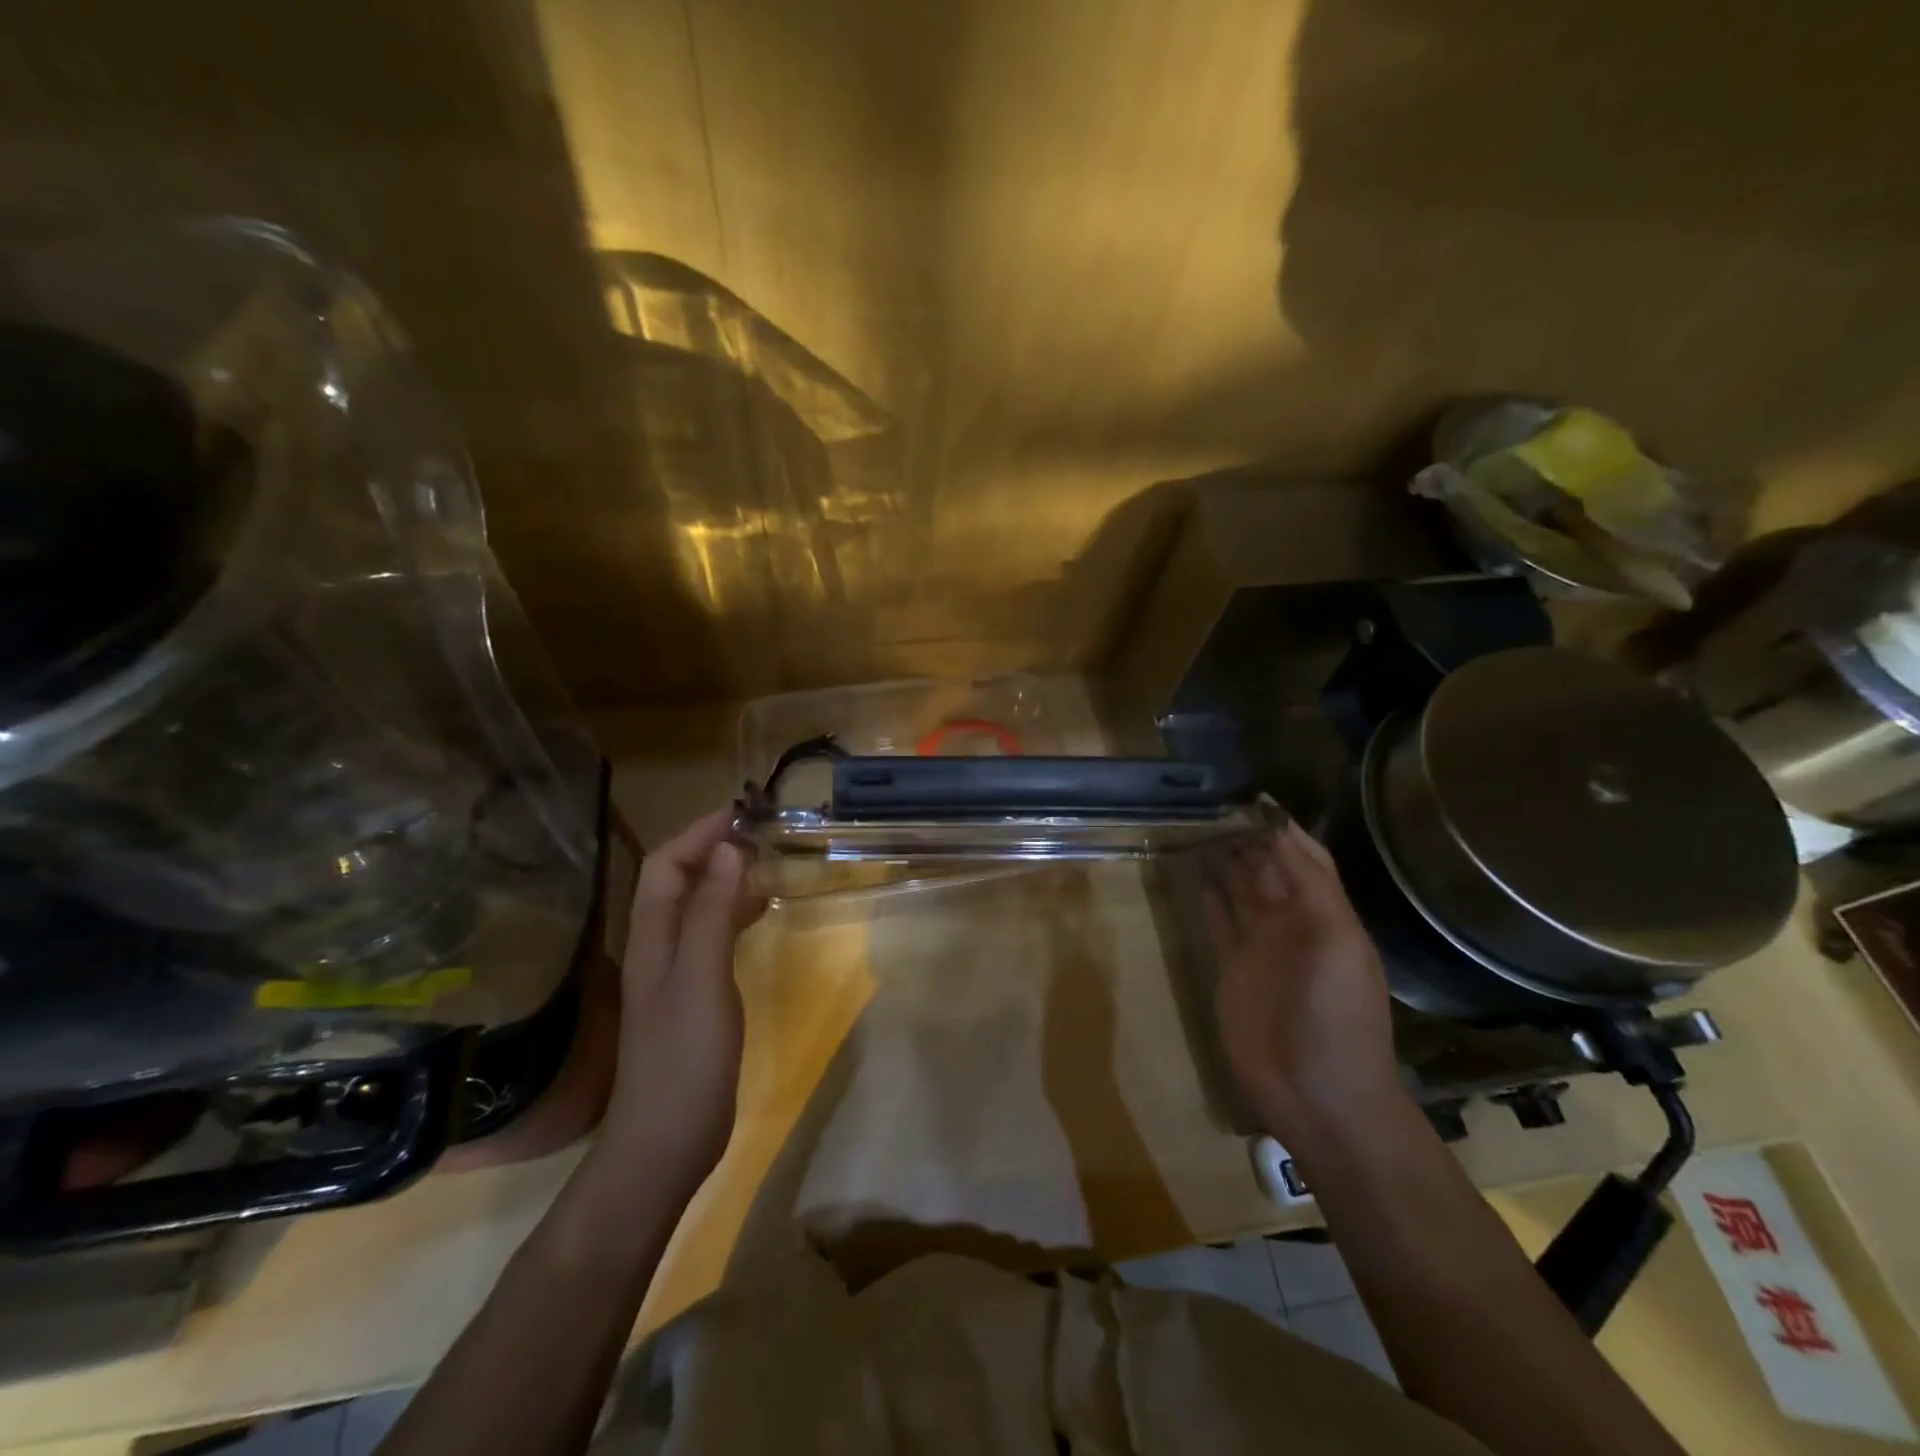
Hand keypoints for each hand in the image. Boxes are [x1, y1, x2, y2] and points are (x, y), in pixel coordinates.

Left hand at [601, 808, 766, 1187]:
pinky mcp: (693, 998)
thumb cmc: (684, 1059)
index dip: (698, 834)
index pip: (666, 866)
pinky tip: (759, 916)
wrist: (664, 1145)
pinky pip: (711, 937)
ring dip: (725, 879)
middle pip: (678, 882)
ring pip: (696, 909)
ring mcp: (674, 976)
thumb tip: (728, 850)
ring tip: (766, 864)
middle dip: (712, 850)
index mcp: (652, 939)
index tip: (741, 812)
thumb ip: (712, 915)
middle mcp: (658, 949)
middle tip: (761, 833)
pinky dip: (734, 914)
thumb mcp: (702, 980)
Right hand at [1204, 822, 1402, 1138]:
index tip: (1251, 798)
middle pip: (1268, 869)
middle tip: (1213, 805)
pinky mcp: (1232, 970)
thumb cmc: (1337, 1014)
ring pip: (1241, 892)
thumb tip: (1280, 827)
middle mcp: (1291, 923)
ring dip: (1226, 863)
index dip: (1282, 829)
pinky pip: (1219, 924)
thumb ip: (1311, 884)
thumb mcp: (1338, 941)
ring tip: (1200, 830)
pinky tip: (1197, 877)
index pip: (1303, 857)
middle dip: (1247, 839)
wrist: (1319, 1093)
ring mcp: (1260, 948)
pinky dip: (1210, 900)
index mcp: (1324, 914)